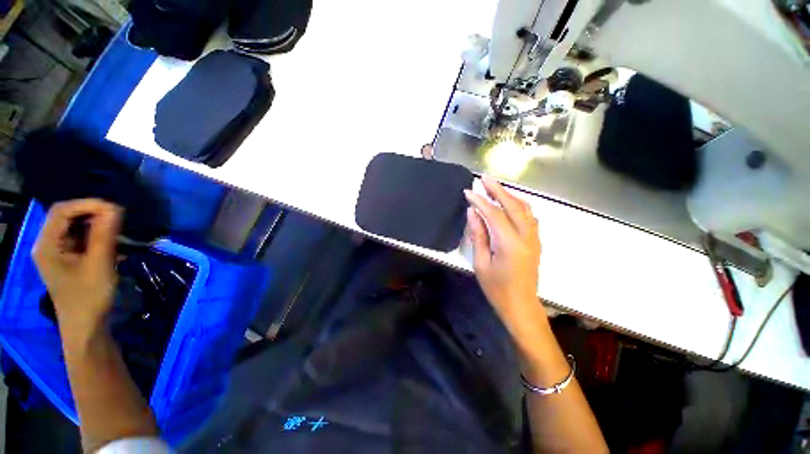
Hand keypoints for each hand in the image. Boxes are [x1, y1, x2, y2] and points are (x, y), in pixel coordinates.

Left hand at [33, 199, 121, 340]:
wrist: (85, 325)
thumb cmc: (89, 296)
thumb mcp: (99, 264)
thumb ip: (104, 235)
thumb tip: (115, 209)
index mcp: (47, 245)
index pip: (62, 211)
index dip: (88, 205)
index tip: (115, 210)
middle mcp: (46, 244)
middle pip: (66, 216)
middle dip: (92, 213)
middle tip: (119, 219)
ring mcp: (54, 251)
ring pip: (73, 226)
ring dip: (95, 224)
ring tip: (117, 231)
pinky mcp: (64, 257)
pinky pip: (78, 237)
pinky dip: (94, 235)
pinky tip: (109, 242)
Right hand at [464, 176, 543, 334]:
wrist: (521, 306)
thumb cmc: (497, 289)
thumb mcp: (481, 263)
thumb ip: (478, 235)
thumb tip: (473, 213)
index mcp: (511, 244)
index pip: (494, 213)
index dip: (480, 201)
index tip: (468, 191)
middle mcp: (527, 237)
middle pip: (513, 205)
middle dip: (497, 189)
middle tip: (484, 178)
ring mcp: (534, 238)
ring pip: (525, 208)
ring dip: (509, 195)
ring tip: (494, 187)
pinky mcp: (536, 241)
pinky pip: (529, 217)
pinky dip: (518, 205)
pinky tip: (509, 203)